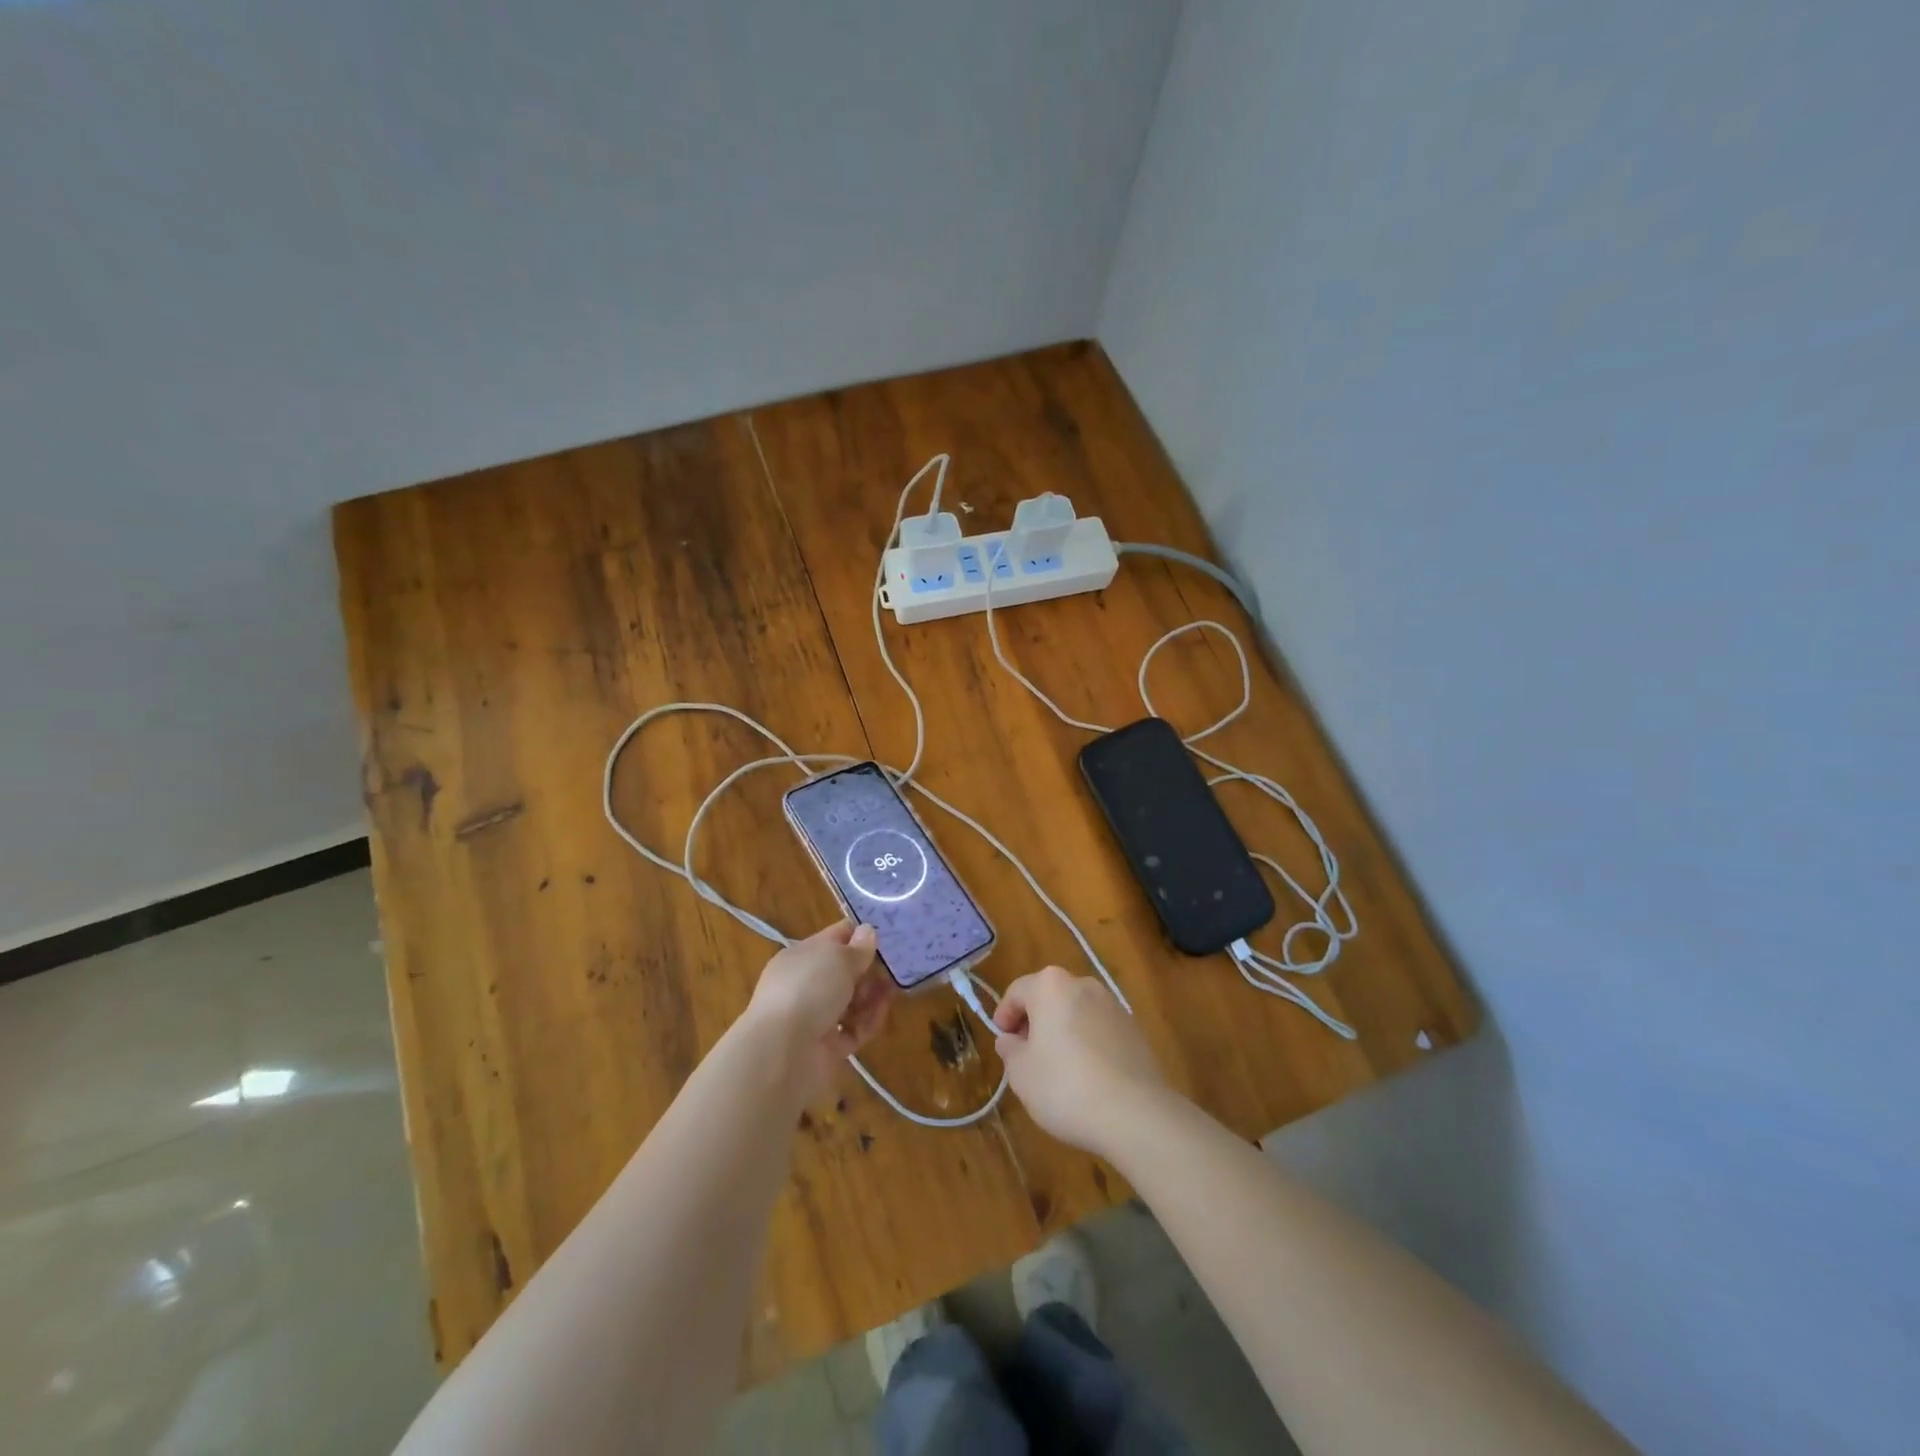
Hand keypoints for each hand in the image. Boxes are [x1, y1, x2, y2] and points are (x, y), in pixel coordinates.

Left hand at [743, 922, 894, 1101]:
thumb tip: (867, 931)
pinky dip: (867, 1022)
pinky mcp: (826, 1047)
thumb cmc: (809, 990)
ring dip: (871, 997)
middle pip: (844, 972)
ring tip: (889, 993)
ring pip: (851, 1002)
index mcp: (801, 956)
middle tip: (891, 970)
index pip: (834, 938)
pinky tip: (880, 1015)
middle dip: (869, 970)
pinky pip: (853, 1030)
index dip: (860, 935)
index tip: (888, 937)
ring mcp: (814, 1017)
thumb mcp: (838, 958)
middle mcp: (805, 985)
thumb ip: (858, 947)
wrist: (782, 1052)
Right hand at [992, 966, 1169, 1156]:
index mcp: (1050, 986)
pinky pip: (1099, 1029)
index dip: (1004, 1016)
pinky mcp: (1134, 1028)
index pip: (1017, 992)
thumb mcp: (1021, 1073)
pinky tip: (1086, 1075)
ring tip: (1057, 1068)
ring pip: (1075, 1012)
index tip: (1002, 1041)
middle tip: (1025, 1055)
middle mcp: (1083, 985)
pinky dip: (1087, 1042)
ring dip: (1062, 1031)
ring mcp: (1112, 1005)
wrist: (1134, 1113)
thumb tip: (1010, 1040)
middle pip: (1049, 997)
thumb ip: (1010, 1050)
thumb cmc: (1065, 1086)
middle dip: (1034, 1022)